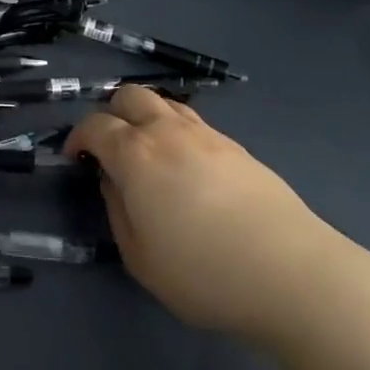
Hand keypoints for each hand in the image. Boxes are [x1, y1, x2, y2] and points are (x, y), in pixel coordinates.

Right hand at [66, 86, 357, 344]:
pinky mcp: (238, 148)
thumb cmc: (205, 273)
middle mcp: (167, 131)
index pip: (95, 125)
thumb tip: (113, 181)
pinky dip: (178, 131)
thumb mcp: (140, 258)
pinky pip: (195, 122)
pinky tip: (187, 167)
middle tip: (111, 147)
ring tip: (149, 151)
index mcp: (136, 154)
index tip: (76, 158)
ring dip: (146, 116)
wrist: (293, 274)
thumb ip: (118, 211)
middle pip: (129, 95)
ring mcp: (207, 135)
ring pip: (165, 102)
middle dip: (111, 113)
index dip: (78, 137)